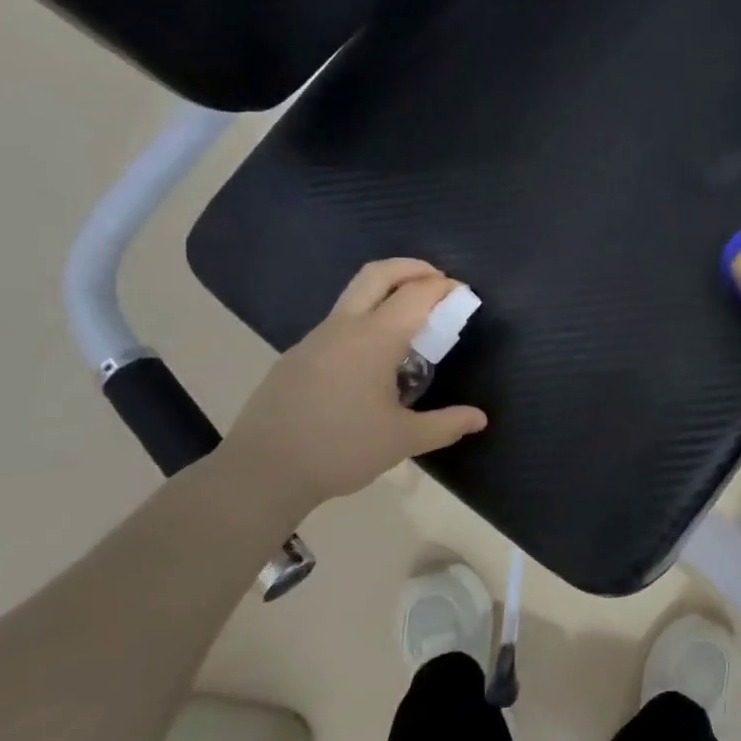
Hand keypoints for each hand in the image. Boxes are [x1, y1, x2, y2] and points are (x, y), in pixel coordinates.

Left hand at [220, 259, 487, 509]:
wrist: (262, 472)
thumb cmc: (341, 450)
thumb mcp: (403, 440)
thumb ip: (446, 425)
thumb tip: (479, 419)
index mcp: (374, 339)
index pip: (416, 294)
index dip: (444, 288)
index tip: (464, 294)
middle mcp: (343, 328)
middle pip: (378, 274)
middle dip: (412, 268)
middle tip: (437, 282)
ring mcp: (315, 340)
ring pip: (354, 296)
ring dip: (387, 293)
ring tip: (411, 325)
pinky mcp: (297, 357)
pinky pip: (339, 323)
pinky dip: (366, 320)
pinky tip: (374, 360)